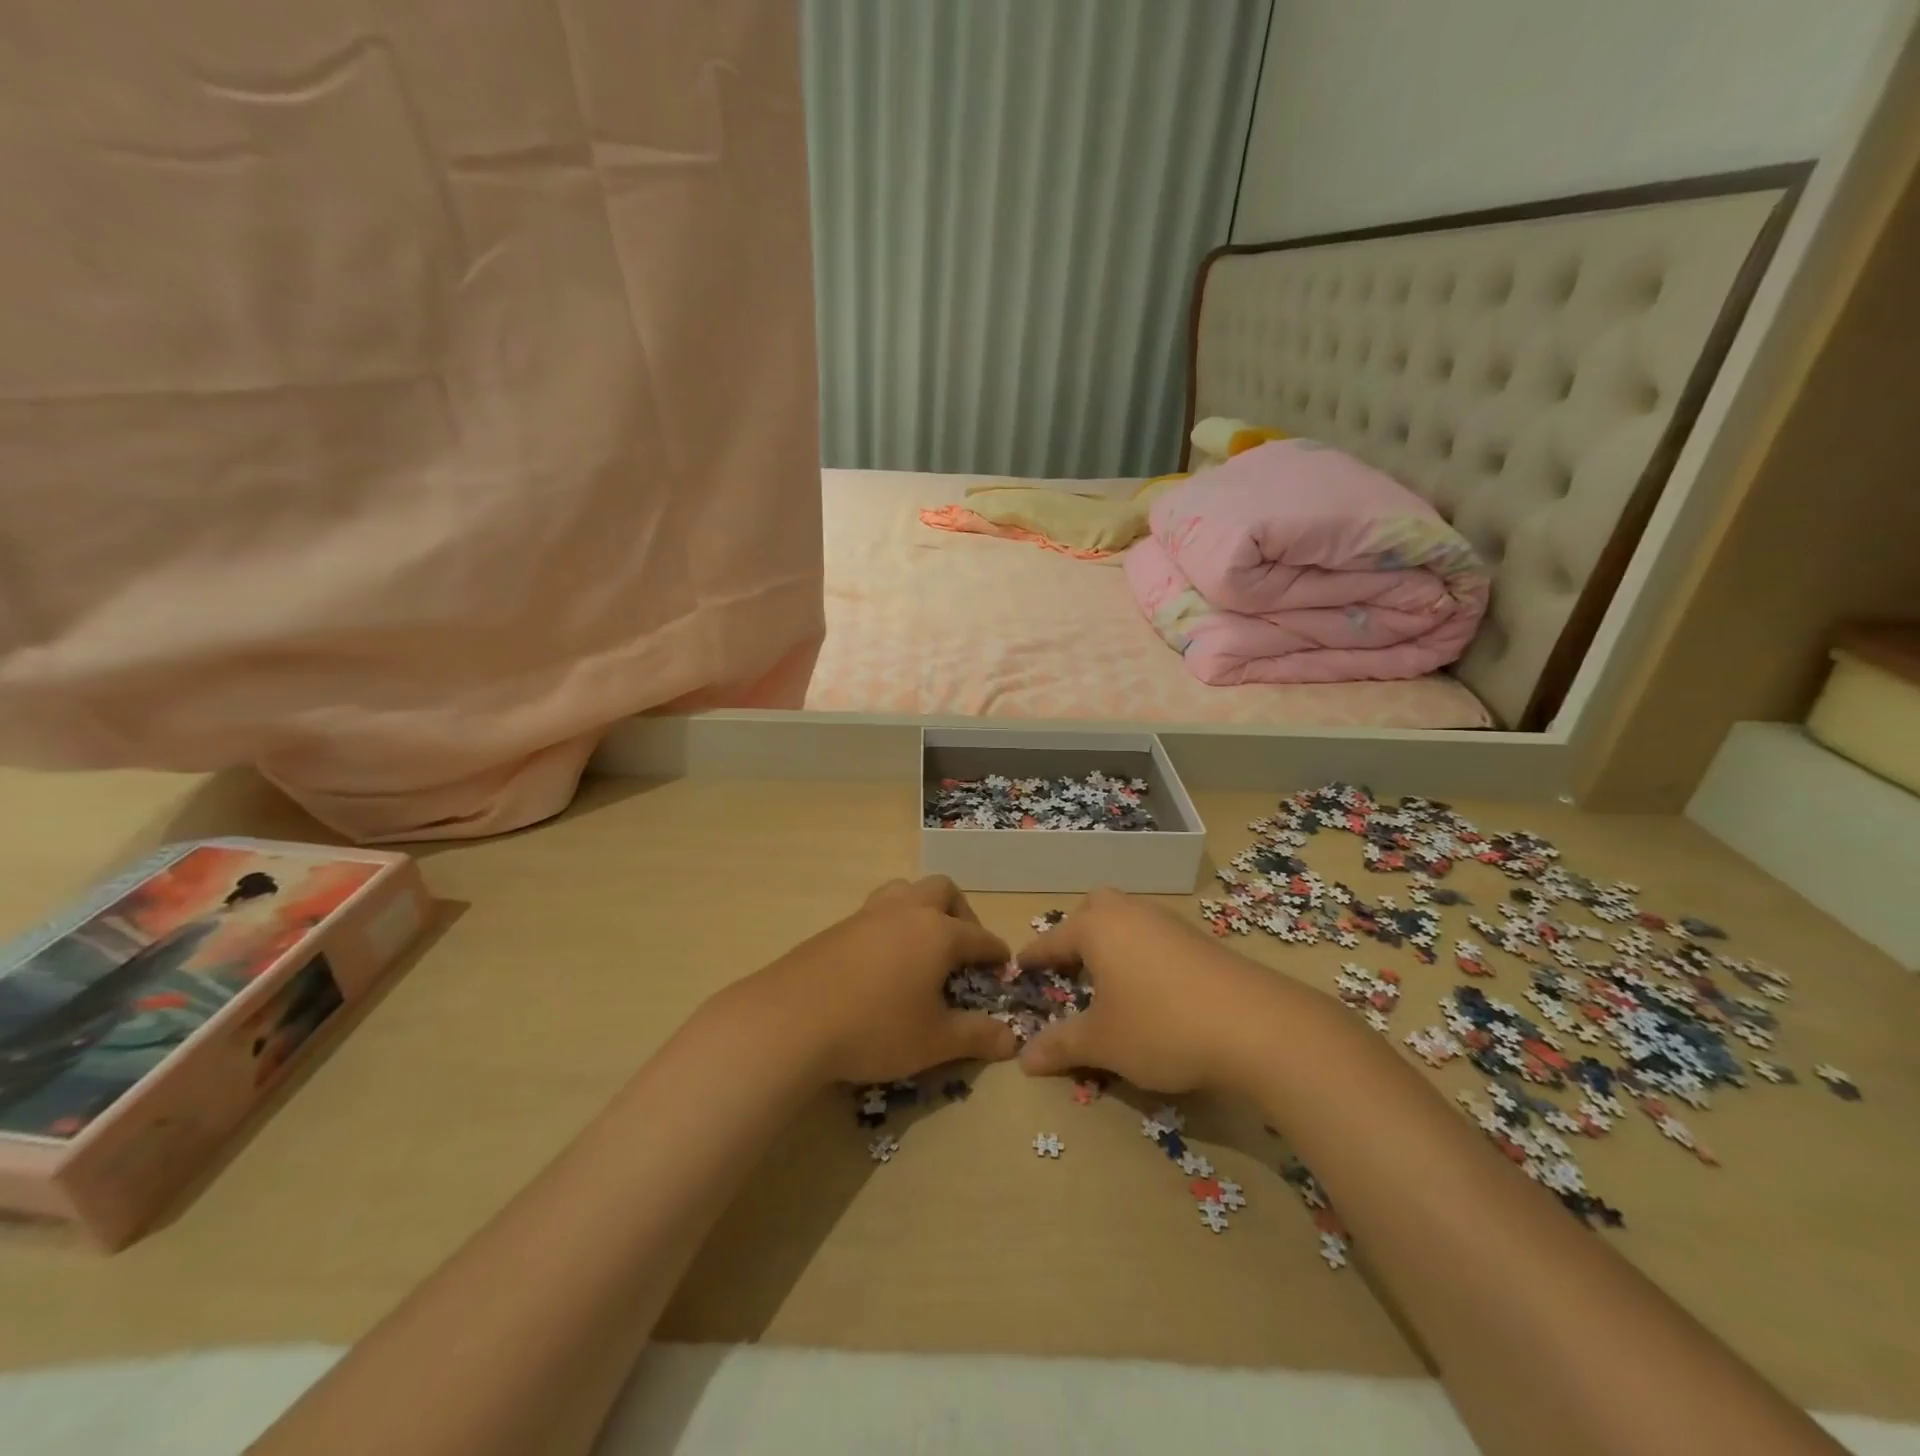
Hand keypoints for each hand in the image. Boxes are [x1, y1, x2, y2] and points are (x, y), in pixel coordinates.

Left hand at [745, 876, 1020, 1084]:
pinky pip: (875, 912)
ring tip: (921, 947)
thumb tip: (1012, 1039)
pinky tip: (882, 962)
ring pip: (904, 891)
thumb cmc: (875, 1028)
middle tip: (962, 949)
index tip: (1003, 965)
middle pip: (943, 890)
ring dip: (921, 909)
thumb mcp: (934, 1041)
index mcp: (937, 932)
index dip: (995, 952)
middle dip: (961, 913)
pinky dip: (890, 926)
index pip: (979, 936)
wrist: (791, 1020)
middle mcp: (906, 912)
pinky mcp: (837, 928)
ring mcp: (867, 915)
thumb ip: (976, 1036)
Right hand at [1014, 889, 1285, 1092]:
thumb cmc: (1161, 1026)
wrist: (1256, 1025)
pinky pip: (1155, 936)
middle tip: (1072, 968)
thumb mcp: (1103, 1042)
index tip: (1020, 967)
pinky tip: (1152, 988)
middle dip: (1078, 934)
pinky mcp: (1200, 939)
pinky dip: (1142, 953)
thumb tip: (1023, 1059)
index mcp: (1097, 927)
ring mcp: (1169, 922)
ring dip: (1113, 942)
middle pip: (1095, 910)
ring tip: (1110, 981)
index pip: (1053, 940)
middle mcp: (1130, 913)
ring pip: (1128, 920)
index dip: (1035, 958)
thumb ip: (1060, 1045)